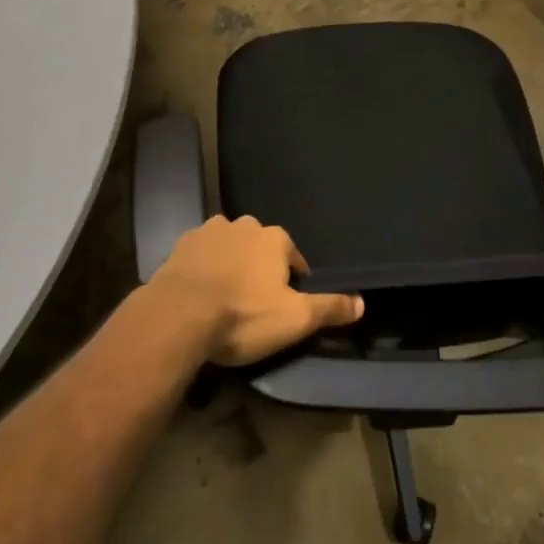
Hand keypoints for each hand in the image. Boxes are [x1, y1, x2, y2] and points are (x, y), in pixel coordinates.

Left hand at [149, 215, 363, 366]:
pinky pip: (202, 253)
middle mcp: (244, 224)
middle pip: (260, 246)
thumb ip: (329, 308)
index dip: (293, 281)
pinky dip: (205, 266)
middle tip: (255, 301)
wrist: (180, 314)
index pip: (293, 257)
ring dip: (232, 263)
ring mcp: (210, 230)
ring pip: (230, 245)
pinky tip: (201, 290)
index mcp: (274, 238)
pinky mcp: (182, 243)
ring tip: (227, 296)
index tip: (286, 304)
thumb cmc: (243, 315)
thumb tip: (363, 301)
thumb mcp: (295, 319)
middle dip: (260, 267)